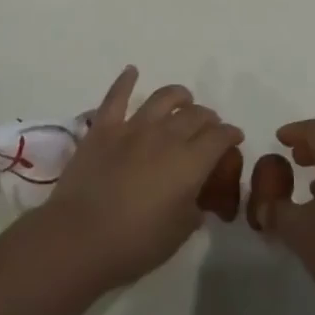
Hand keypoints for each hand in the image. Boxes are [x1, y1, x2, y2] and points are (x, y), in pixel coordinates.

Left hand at [40, 66, 243, 292]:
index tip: (233, 138)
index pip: (219, 137)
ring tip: (183, 99)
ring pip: (163, 98)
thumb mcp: (179, 232)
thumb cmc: (135, 243)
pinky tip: (132, 70)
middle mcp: (166, 136)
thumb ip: (194, 207)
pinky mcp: (103, 128)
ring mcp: (133, 128)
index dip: (230, 135)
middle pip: (195, 115)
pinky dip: (125, 80)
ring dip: (178, 96)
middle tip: (210, 126)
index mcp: (190, 162)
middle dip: (208, 118)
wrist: (80, 237)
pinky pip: (116, 96)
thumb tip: (196, 195)